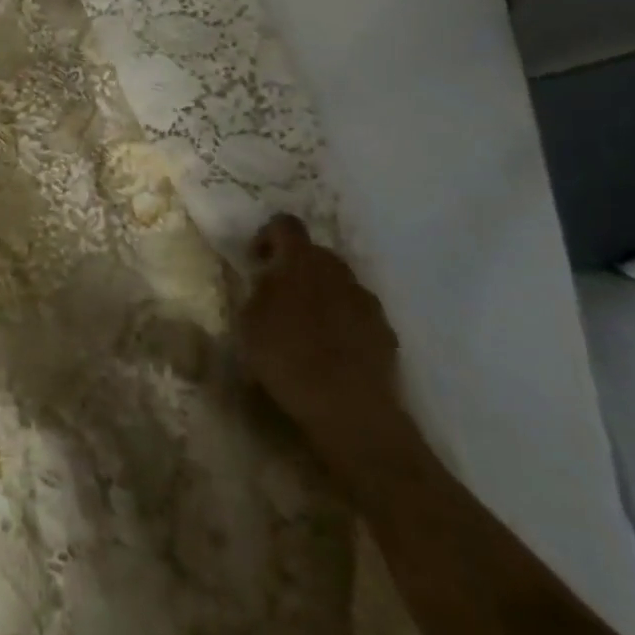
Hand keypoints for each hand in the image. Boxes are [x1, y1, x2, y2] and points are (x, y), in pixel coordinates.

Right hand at [237, 215, 403, 459]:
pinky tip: (335, 353)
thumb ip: (258, 291)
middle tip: (281, 298)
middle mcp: (336, 269)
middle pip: (315, 253)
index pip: (284, 224)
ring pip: (339, 284)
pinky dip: (346, 324)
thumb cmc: (287, 358)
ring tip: (309, 330)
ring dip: (323, 295)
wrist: (350, 410)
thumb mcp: (248, 322)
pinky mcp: (386, 331)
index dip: (268, 236)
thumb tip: (268, 280)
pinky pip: (359, 314)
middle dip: (298, 268)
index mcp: (299, 259)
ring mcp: (366, 300)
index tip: (258, 261)